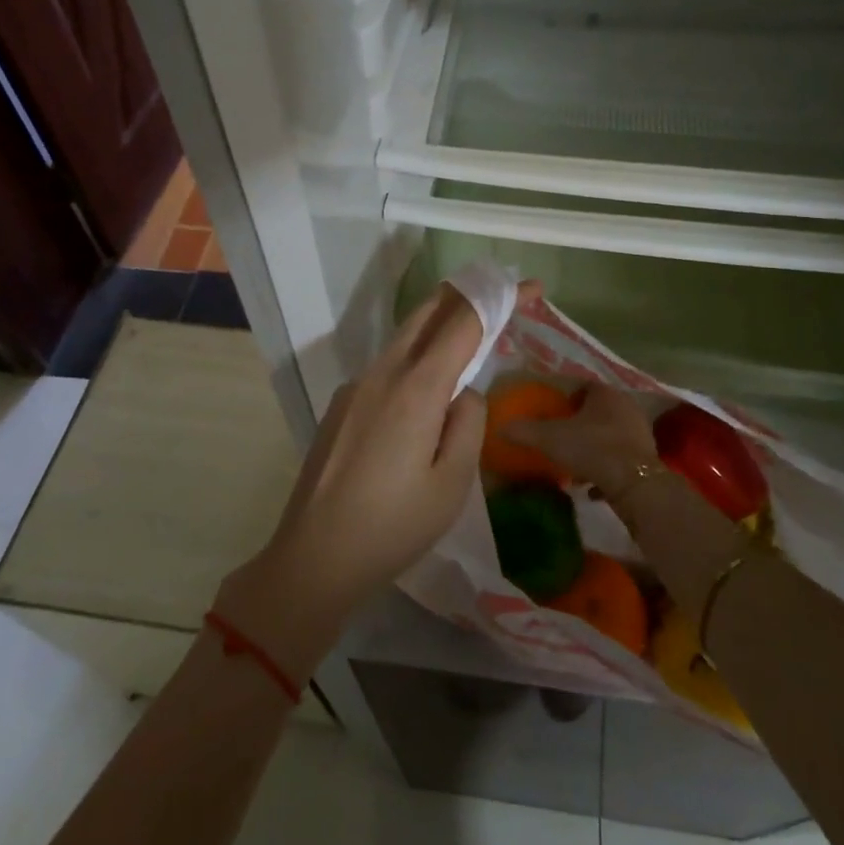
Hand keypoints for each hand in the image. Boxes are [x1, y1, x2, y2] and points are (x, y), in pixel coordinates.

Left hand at [217, 282, 494, 679]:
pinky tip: (427, 391)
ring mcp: (356, 385)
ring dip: (441, 322)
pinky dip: (418, 356)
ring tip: (473, 336)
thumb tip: (464, 392)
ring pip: (405, 336)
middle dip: (468, 294)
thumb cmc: (393, 527)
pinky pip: (389, 365)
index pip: (464, 323)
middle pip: (428, 312)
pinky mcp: (343, 404)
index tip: (529, 287)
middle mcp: (383, 373)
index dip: (499, 300)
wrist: (314, 557)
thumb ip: (469, 424)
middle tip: (502, 296)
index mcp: (415, 388)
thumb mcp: (452, 484)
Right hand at [501, 384, 657, 499]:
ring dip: (594, 446)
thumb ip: (524, 431)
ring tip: (574, 463)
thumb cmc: (592, 448)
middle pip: (598, 410)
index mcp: (605, 393)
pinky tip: (591, 485)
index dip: (567, 397)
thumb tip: (499, 427)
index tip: (553, 411)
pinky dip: (606, 468)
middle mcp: (625, 406)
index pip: (584, 386)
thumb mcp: (550, 439)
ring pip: (610, 434)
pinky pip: (620, 458)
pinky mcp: (647, 458)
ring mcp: (640, 432)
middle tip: (561, 436)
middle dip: (580, 422)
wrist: (635, 484)